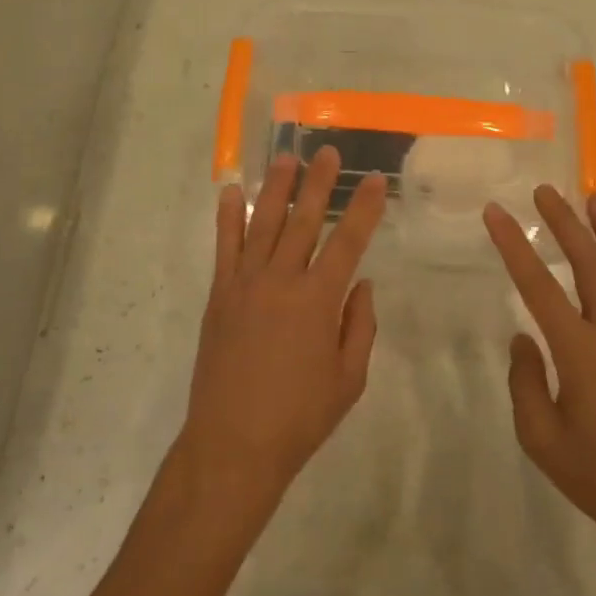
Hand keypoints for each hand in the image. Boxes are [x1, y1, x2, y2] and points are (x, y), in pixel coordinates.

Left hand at [181, 146, 387, 505]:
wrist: (233, 443)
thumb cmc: (299, 417)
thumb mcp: (349, 379)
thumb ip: (359, 326)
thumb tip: (361, 284)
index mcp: (318, 301)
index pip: (348, 242)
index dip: (364, 208)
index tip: (375, 180)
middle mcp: (282, 281)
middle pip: (304, 221)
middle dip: (318, 183)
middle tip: (328, 151)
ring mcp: (245, 284)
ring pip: (264, 224)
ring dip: (276, 188)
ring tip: (286, 157)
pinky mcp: (220, 294)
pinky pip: (225, 247)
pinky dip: (228, 217)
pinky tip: (233, 192)